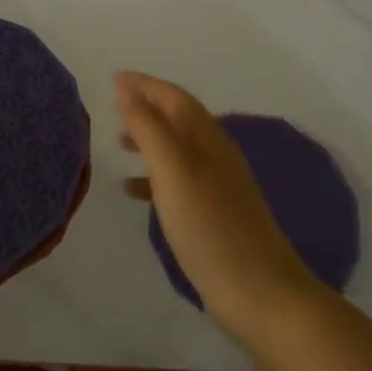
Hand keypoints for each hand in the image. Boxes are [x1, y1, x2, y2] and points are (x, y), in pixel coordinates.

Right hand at [116, 72, 320, 342]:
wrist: (259, 292)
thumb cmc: (211, 228)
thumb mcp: (174, 172)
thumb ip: (150, 129)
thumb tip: (128, 88)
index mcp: (208, 139)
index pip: (174, 98)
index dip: (145, 85)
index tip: (115, 77)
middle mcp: (216, 155)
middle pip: (178, 119)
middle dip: (147, 108)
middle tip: (112, 108)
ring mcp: (218, 186)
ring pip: (178, 149)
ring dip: (149, 140)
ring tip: (118, 143)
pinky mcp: (214, 215)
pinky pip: (178, 181)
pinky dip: (154, 176)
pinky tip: (134, 191)